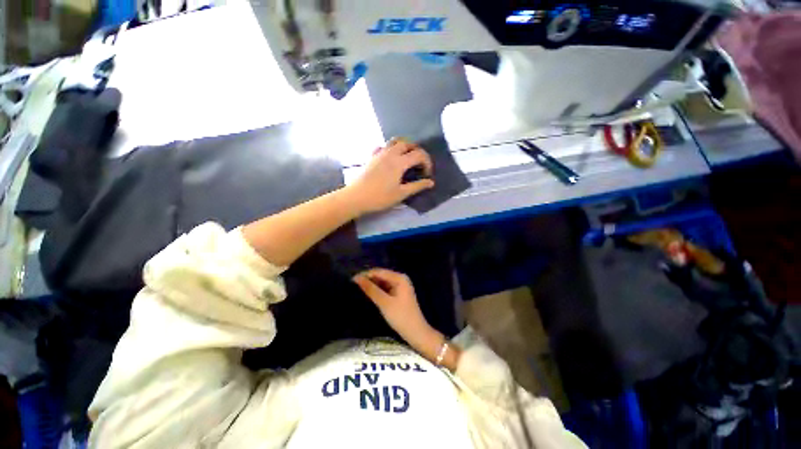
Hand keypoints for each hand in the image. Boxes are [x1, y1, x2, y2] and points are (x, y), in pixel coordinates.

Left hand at [346, 139, 434, 214]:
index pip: (419, 154)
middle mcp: (390, 153)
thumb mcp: (401, 194)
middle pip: (408, 143)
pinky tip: (390, 159)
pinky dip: (390, 149)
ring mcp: (379, 153)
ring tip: (407, 158)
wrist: (356, 197)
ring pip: (395, 141)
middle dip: (417, 151)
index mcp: (399, 162)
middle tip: (419, 164)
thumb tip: (431, 182)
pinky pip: (383, 147)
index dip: (427, 162)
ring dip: (404, 146)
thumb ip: (417, 186)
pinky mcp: (371, 157)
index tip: (426, 174)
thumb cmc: (380, 197)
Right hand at [353, 268, 437, 347]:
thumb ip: (370, 289)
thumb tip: (357, 278)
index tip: (351, 280)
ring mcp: (400, 286)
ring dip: (372, 285)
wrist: (416, 333)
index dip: (365, 275)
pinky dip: (377, 290)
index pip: (379, 271)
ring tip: (357, 289)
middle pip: (381, 275)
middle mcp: (400, 278)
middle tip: (353, 285)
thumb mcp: (384, 302)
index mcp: (399, 277)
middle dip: (368, 279)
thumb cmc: (401, 316)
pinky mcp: (398, 294)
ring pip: (382, 282)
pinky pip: (385, 288)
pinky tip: (368, 294)